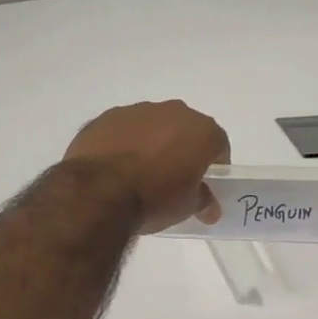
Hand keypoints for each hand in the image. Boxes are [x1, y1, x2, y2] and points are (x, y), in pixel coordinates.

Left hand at [63, 100, 229, 233]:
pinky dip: (123, 144)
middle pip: (185, 130)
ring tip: (139, 173)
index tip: (205, 183)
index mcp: (201, 130)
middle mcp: (173, 112)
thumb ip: (203, 200)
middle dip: (182, 150)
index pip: (218, 144)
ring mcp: (136, 111)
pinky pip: (123, 130)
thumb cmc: (155, 197)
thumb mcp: (187, 206)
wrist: (98, 191)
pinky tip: (114, 168)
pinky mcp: (106, 117)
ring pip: (152, 126)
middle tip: (173, 178)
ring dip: (151, 143)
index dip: (214, 165)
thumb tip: (209, 207)